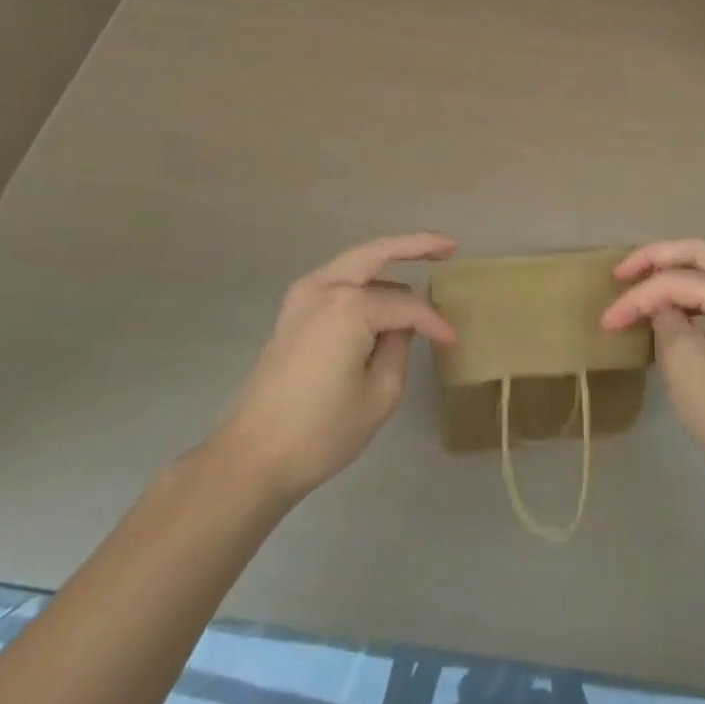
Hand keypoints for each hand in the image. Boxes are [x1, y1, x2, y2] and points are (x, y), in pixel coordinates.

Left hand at [211, 234, 457, 506]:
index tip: (451, 341)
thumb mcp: (380, 394)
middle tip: (449, 247)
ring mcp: (304, 295)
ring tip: (423, 262)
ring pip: (357, 261)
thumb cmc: (321, 431)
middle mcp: (326, 286)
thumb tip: (401, 328)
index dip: (433, 323)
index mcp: (350, 305)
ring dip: (389, 261)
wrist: (252, 458)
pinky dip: (365, 277)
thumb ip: (399, 348)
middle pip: (379, 251)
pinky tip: (384, 288)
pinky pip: (339, 279)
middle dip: (416, 245)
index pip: (406, 306)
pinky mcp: (293, 310)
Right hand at [601, 239, 704, 501]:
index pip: (673, 281)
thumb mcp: (683, 363)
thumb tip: (662, 306)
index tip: (606, 323)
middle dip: (656, 258)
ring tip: (651, 278)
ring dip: (681, 265)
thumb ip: (664, 320)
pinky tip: (681, 304)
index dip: (635, 298)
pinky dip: (698, 285)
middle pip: (698, 253)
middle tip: (622, 272)